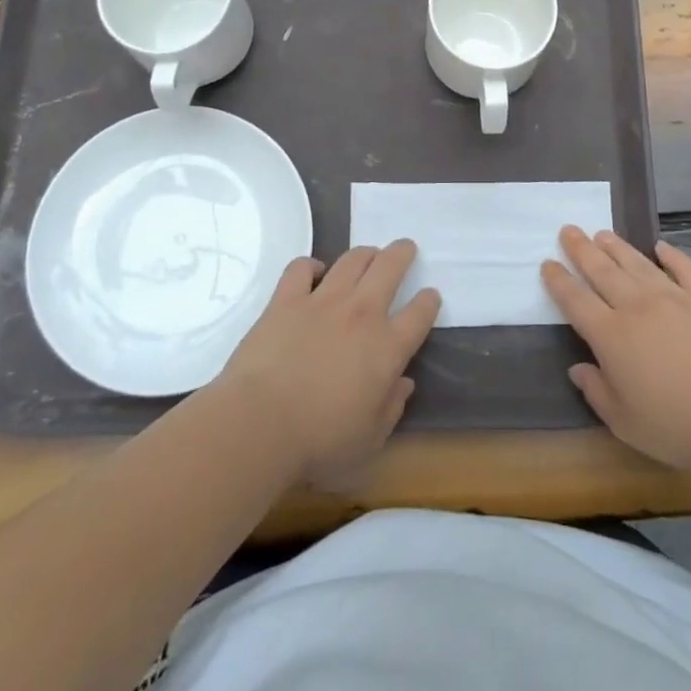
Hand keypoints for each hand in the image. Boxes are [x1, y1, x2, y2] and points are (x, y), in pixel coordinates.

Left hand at [217, 241, 440, 486]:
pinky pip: (302, 267)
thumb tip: (403, 383)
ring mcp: (323, 301)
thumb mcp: (370, 442)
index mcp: (388, 348)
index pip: (420, 313)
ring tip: (368, 255)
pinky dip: (311, 265)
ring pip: (352, 259)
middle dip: (402, 253)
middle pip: (390, 267)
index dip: (428, 301)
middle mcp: (361, 314)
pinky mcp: (287, 299)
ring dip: (365, 253)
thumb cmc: (320, 442)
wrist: (260, 424)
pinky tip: (314, 272)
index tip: (430, 295)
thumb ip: (392, 409)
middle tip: (405, 248)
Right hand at [542, 227, 690, 477]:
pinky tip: (661, 247)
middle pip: (602, 271)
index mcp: (611, 336)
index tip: (548, 263)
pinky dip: (671, 255)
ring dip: (617, 247)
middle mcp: (637, 307)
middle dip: (582, 249)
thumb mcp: (624, 422)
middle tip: (569, 229)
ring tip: (602, 233)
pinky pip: (684, 269)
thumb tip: (578, 369)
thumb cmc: (676, 426)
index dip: (559, 281)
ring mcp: (674, 298)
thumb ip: (597, 392)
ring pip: (638, 263)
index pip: (576, 301)